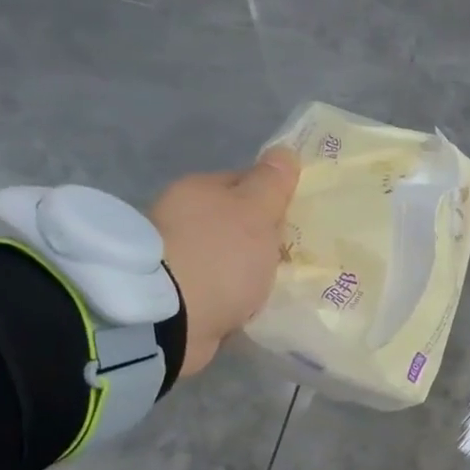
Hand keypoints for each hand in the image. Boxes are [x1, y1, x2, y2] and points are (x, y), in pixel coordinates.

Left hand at [148, 146, 299, 377]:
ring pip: (228, 258)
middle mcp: (182, 219)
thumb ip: (271, 184)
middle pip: (235, 223)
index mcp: (198, 190)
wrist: (171, 318)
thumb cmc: (219, 257)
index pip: (244, 183)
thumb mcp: (254, 213)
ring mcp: (178, 259)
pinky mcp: (178, 296)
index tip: (298, 222)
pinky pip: (219, 290)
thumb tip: (285, 152)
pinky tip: (253, 307)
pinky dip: (235, 297)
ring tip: (277, 288)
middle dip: (262, 239)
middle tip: (294, 258)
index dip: (273, 199)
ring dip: (248, 271)